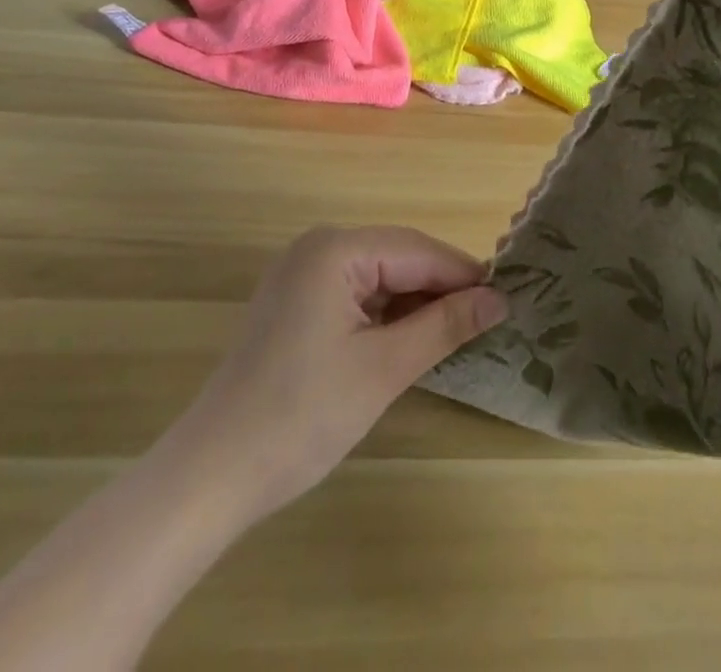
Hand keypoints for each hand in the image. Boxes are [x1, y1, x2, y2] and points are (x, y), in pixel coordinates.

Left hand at [175, 226, 507, 522]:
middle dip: (441, 288)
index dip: (464, 274)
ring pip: (378, 276)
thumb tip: (498, 299)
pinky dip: (385, 314)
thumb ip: (444, 325)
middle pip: (397, 257)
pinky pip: (354, 294)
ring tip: (458, 332)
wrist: (212, 474)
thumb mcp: (384, 368)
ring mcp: (300, 274)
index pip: (417, 250)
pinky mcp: (293, 303)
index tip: (507, 299)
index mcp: (335, 249)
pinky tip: (411, 339)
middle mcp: (316, 247)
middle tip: (488, 319)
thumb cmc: (302, 415)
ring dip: (415, 303)